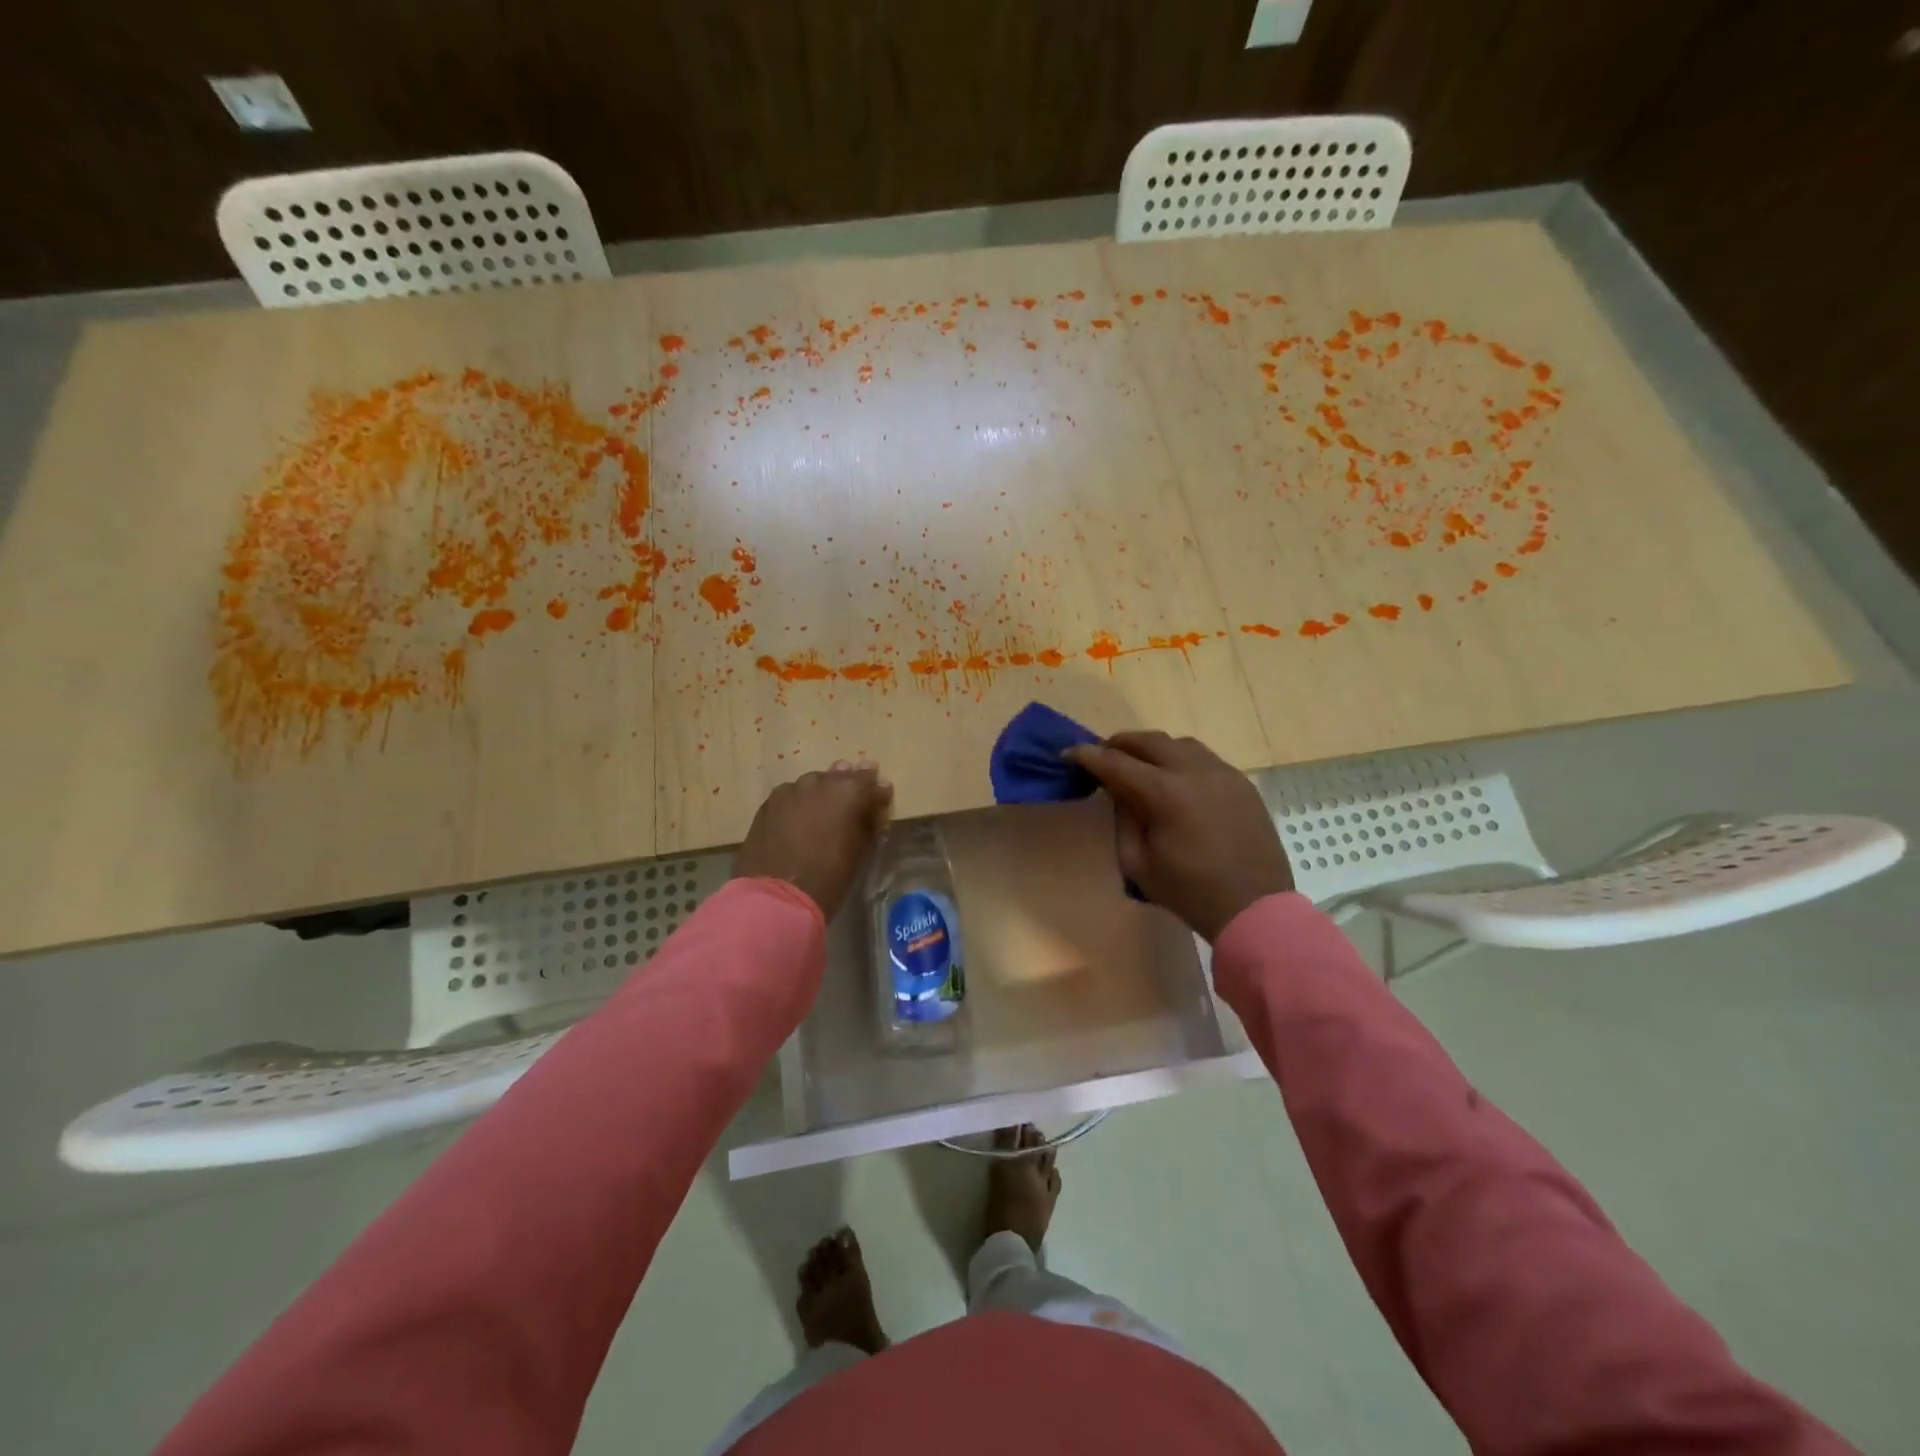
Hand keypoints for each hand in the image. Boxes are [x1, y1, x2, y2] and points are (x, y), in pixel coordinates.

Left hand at [733, 760, 893, 919]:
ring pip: (813, 784)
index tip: (882, 796)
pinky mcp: (768, 803)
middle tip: (854, 797)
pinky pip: (791, 796)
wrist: (777, 897)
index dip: (878, 791)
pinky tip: (799, 817)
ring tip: (824, 808)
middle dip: (850, 784)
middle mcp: (820, 782)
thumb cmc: (829, 877)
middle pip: (840, 776)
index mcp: (849, 791)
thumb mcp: (861, 851)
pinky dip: (800, 802)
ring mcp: (791, 790)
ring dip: (823, 792)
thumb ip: (869, 823)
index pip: (870, 782)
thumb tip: (874, 811)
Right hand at [1065, 732, 1292, 940]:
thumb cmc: (1189, 892)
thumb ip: (1123, 818)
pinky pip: (1204, 758)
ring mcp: (1223, 773)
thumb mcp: (1138, 862)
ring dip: (1153, 748)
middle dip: (1119, 744)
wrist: (1254, 908)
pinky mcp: (1241, 783)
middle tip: (1102, 756)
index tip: (1069, 753)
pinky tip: (1175, 779)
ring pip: (1179, 743)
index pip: (1116, 762)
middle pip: (1148, 741)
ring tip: (1139, 764)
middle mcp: (1194, 772)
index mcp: (1165, 793)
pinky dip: (1181, 760)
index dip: (1088, 756)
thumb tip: (1118, 789)